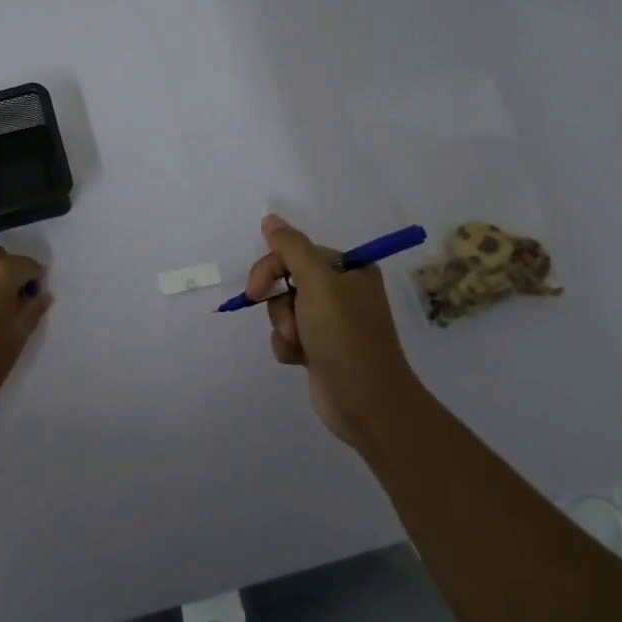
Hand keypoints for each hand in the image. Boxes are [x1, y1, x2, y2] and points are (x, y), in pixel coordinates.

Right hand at [245, 215, 419, 444]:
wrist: (366, 403)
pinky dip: (288, 346)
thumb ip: (291, 248)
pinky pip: (289, 335)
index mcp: (349, 269)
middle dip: (280, 305)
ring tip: (301, 346)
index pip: (296, 253)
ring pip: (284, 310)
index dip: (271, 269)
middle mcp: (342, 291)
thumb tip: (270, 219)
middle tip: (288, 325)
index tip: (255, 290)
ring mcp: (331, 321)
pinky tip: (301, 360)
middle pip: (287, 281)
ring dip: (284, 327)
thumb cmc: (345, 336)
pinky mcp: (320, 347)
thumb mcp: (319, 284)